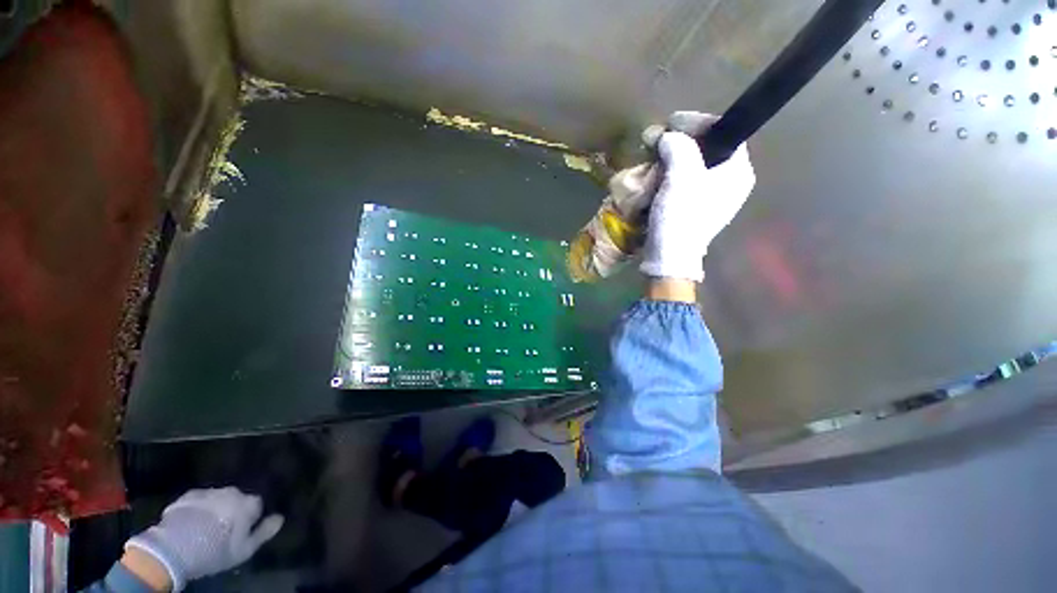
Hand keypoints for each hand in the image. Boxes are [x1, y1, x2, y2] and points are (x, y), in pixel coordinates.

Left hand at [125, 487, 283, 591]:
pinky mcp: (188, 495)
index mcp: (249, 502)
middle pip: (237, 499)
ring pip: (217, 498)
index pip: (257, 505)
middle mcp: (233, 491)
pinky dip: (198, 508)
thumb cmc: (215, 550)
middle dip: (233, 510)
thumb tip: (280, 517)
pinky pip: (199, 500)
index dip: (251, 518)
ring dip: (215, 508)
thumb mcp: (244, 549)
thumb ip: (265, 532)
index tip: (244, 530)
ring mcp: (209, 491)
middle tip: (224, 529)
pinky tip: (192, 521)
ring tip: (206, 526)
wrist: (174, 547)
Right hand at [639, 112, 754, 282]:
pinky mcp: (695, 209)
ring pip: (693, 166)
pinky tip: (655, 176)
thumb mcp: (682, 177)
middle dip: (681, 142)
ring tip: (652, 157)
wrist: (669, 257)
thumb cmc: (680, 217)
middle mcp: (730, 183)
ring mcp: (712, 198)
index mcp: (738, 172)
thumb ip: (679, 147)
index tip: (673, 122)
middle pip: (708, 149)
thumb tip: (668, 136)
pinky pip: (684, 182)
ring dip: (671, 159)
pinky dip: (669, 176)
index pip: (725, 133)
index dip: (699, 123)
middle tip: (658, 140)